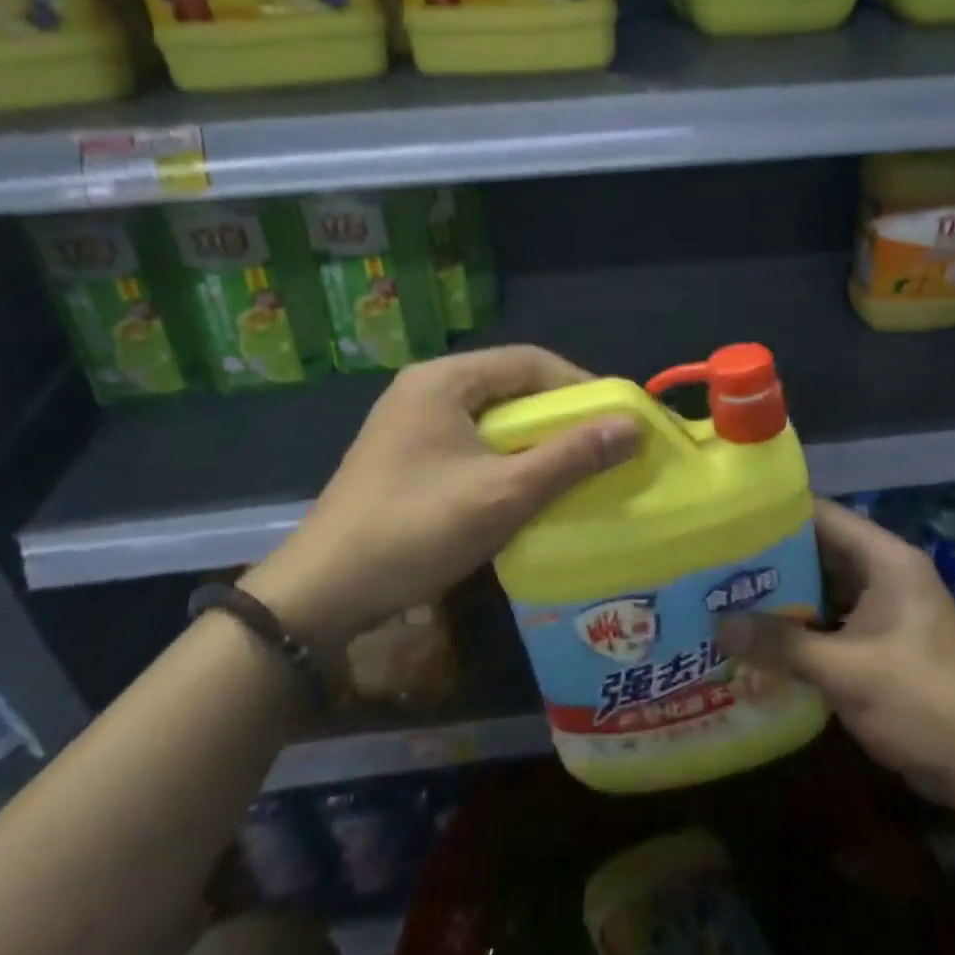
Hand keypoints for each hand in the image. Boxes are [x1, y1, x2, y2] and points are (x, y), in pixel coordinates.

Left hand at [243, 346, 639, 638]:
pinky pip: (472, 442)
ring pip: (493, 418)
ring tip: (574, 468)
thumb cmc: (415, 531)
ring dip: (535, 439)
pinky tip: (526, 487)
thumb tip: (633, 426)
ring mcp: (411, 423)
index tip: (619, 419)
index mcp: (444, 380)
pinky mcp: (407, 456)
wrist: (321, 593)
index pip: (530, 361)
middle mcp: (426, 389)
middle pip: (511, 386)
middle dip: (560, 415)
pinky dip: (507, 458)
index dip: (581, 385)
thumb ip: (570, 457)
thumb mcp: (502, 494)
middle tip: (602, 447)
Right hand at [719, 499, 954, 809]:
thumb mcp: (845, 671)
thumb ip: (781, 644)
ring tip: (726, 596)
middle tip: (717, 564)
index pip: (821, 515)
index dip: (775, 515)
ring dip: (782, 594)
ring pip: (821, 585)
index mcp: (885, 559)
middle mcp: (884, 572)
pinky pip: (830, 617)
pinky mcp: (880, 638)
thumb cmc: (921, 703)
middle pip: (817, 549)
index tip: (728, 522)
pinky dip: (799, 623)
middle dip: (770, 559)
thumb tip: (718, 627)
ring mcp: (883, 606)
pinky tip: (760, 635)